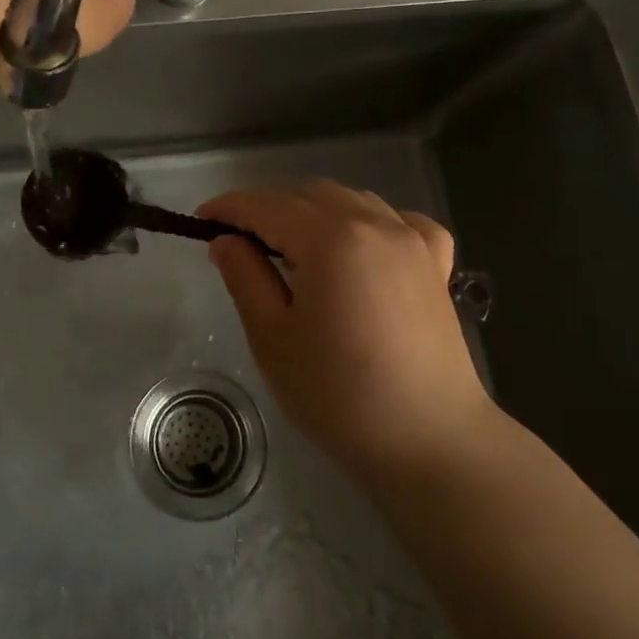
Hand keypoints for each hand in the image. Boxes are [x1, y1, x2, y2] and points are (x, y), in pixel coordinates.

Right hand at [197, 181, 494, 484]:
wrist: (431, 443)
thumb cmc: (339, 395)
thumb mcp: (273, 338)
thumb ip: (245, 277)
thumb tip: (226, 240)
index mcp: (330, 238)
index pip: (266, 205)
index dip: (228, 208)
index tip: (201, 220)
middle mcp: (374, 223)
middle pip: (307, 195)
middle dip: (267, 208)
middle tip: (239, 242)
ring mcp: (412, 240)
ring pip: (350, 200)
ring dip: (312, 211)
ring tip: (291, 248)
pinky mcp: (436, 263)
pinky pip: (398, 220)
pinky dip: (369, 222)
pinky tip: (360, 248)